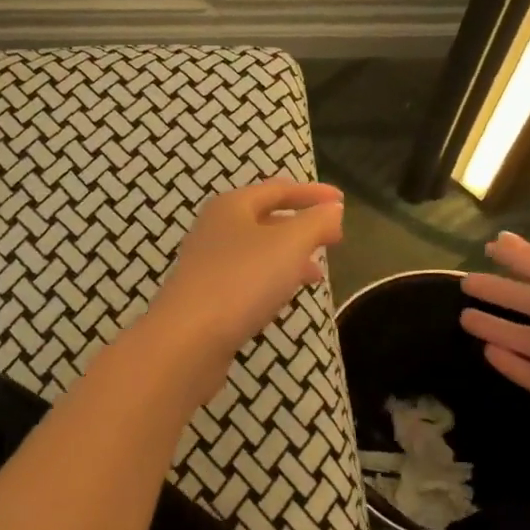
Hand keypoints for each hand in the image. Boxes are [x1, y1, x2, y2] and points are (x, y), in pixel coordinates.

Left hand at [151, 180, 344, 363]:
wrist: (187, 340)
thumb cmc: (241, 280)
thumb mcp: (289, 245)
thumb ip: (315, 223)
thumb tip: (333, 210)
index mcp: (231, 206)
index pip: (278, 190)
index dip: (312, 193)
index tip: (342, 202)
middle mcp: (215, 228)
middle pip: (265, 218)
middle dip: (301, 226)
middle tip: (333, 238)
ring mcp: (207, 264)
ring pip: (257, 251)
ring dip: (289, 256)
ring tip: (317, 274)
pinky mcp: (205, 296)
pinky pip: (247, 278)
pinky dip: (272, 279)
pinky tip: (284, 296)